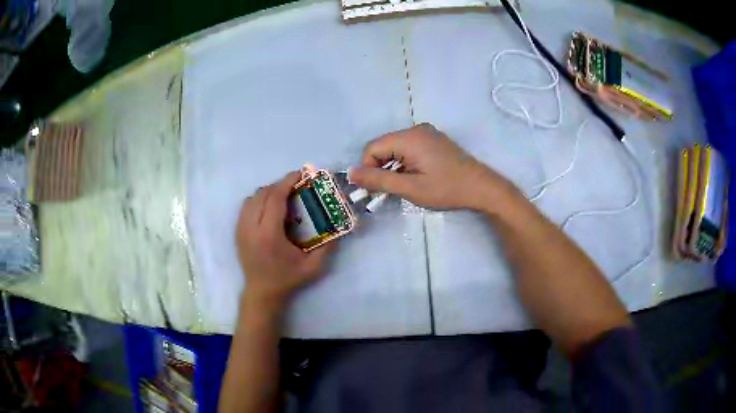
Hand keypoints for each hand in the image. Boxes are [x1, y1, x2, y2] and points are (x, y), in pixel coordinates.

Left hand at [236, 171, 333, 310]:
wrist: (261, 292)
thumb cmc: (287, 279)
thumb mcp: (313, 267)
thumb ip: (328, 246)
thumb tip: (340, 226)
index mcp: (268, 235)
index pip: (274, 198)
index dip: (287, 182)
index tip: (300, 174)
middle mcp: (251, 228)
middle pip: (262, 194)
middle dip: (279, 184)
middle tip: (296, 184)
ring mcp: (241, 229)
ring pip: (252, 197)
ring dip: (268, 191)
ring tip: (283, 195)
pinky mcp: (237, 231)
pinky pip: (246, 206)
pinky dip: (258, 199)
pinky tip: (269, 207)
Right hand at [349, 123, 516, 210]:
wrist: (482, 188)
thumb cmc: (447, 189)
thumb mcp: (410, 188)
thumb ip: (379, 180)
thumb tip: (351, 174)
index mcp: (409, 137)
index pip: (373, 148)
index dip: (368, 168)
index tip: (375, 189)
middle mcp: (416, 129)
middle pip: (384, 146)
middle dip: (380, 168)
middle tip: (388, 191)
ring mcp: (427, 133)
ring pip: (396, 148)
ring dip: (393, 167)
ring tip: (404, 186)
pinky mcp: (433, 140)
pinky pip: (408, 148)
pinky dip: (404, 163)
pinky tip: (414, 178)